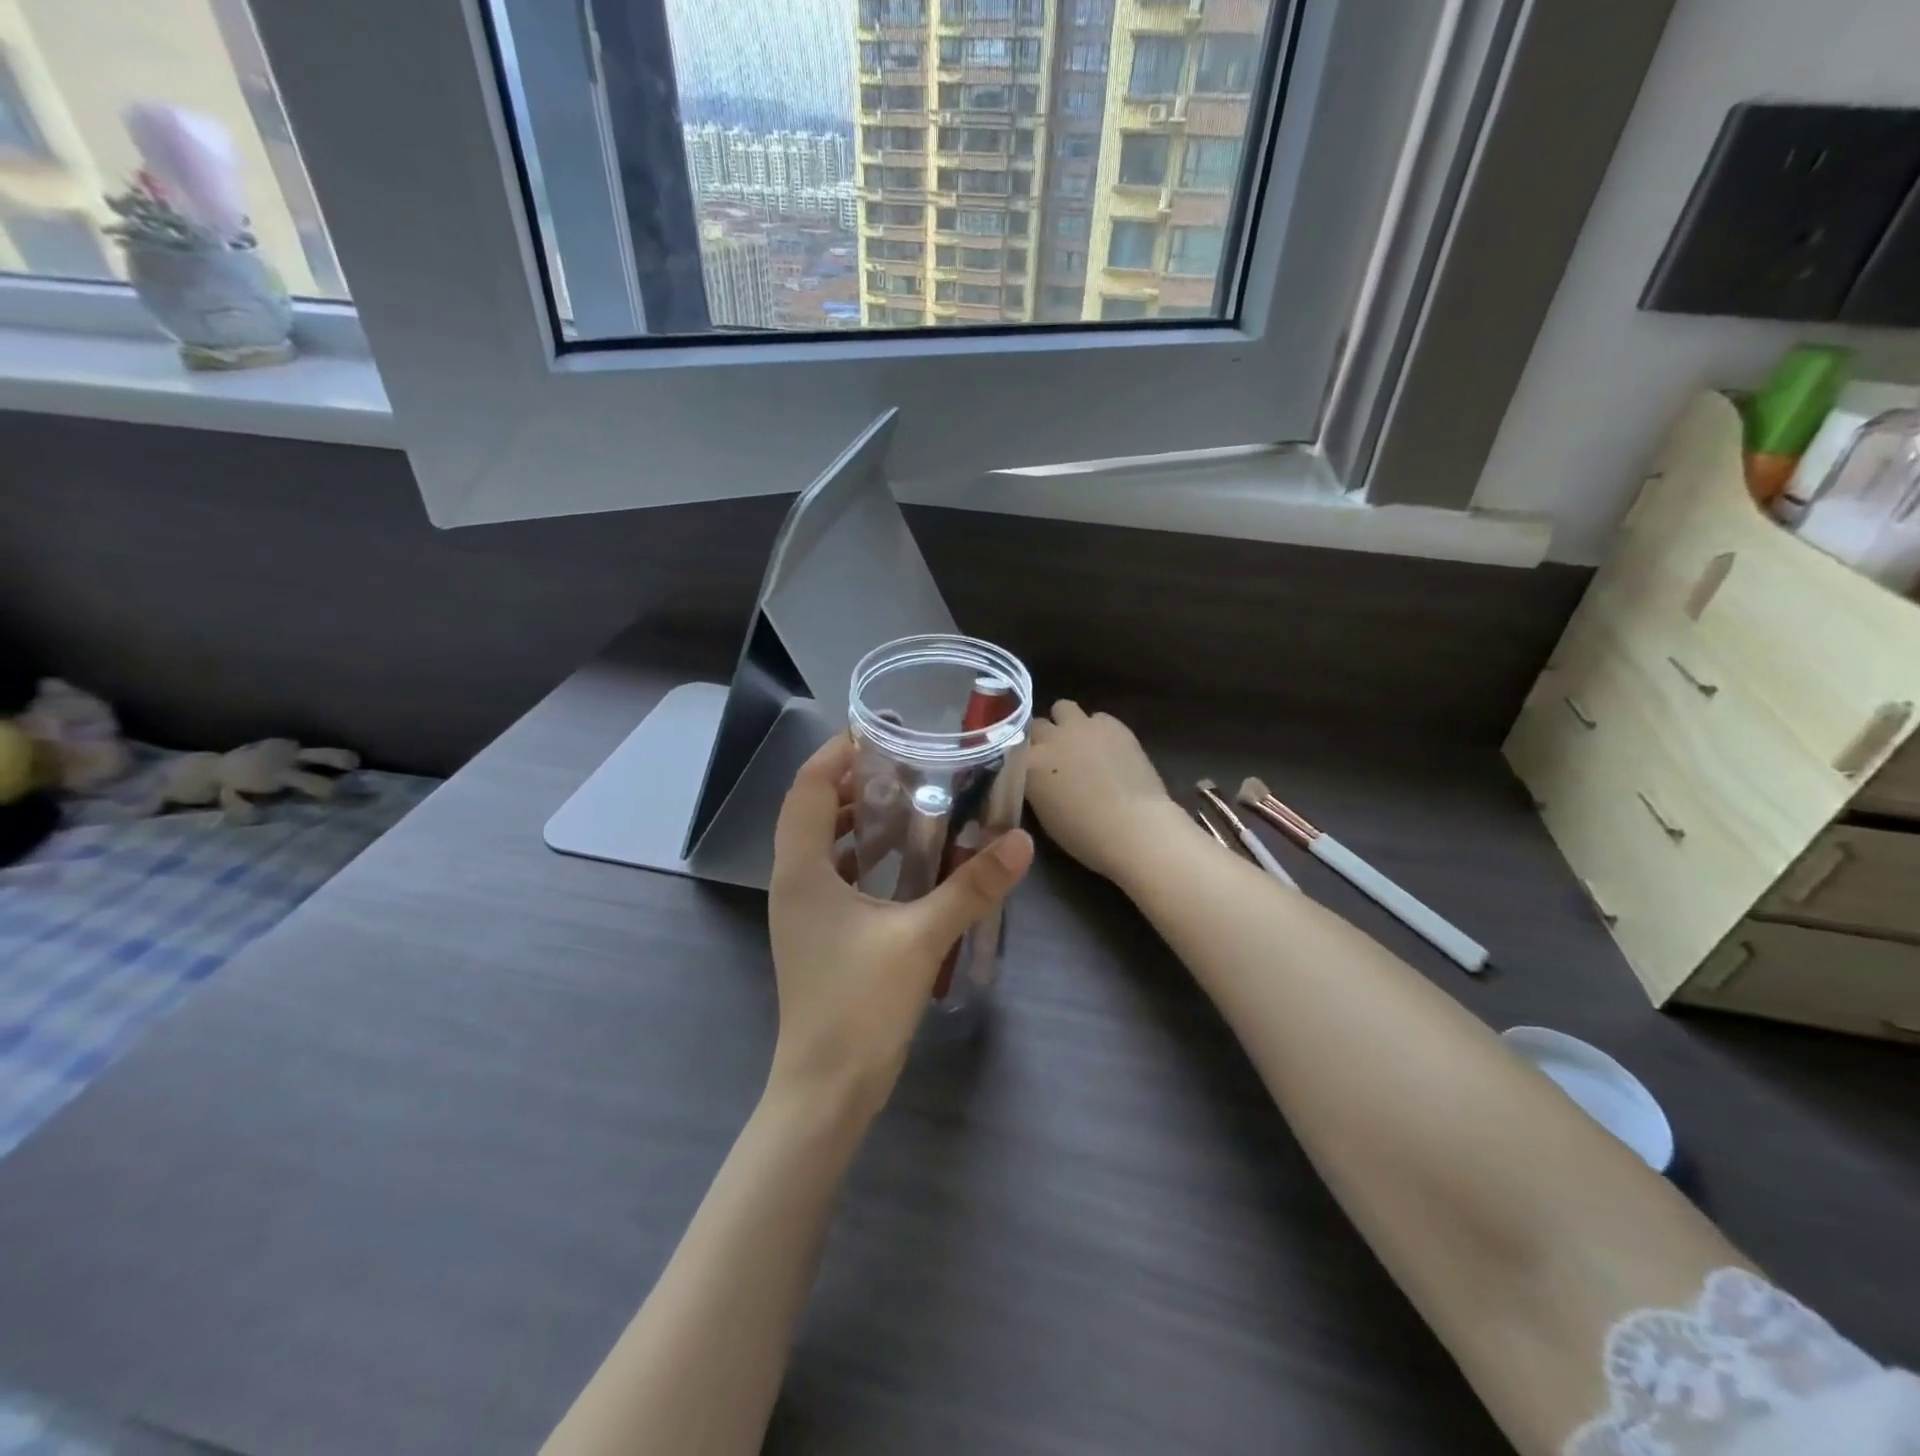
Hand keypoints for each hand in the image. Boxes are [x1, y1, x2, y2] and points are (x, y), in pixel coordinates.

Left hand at [767, 734, 1033, 1118]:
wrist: (826, 1091)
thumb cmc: (860, 1008)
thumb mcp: (921, 939)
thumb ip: (971, 888)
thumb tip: (1021, 843)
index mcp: (802, 870)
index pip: (809, 788)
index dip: (837, 752)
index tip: (878, 730)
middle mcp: (793, 881)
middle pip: (814, 810)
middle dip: (855, 781)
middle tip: (906, 762)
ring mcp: (802, 910)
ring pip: (824, 844)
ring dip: (860, 818)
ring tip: (910, 800)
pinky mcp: (819, 933)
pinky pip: (835, 874)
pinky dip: (864, 855)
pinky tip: (906, 860)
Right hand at [1027, 701, 1185, 885]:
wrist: (1134, 827)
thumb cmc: (1084, 834)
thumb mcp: (1044, 813)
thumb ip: (1036, 785)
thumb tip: (1040, 776)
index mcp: (1028, 763)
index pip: (1013, 747)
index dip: (1023, 757)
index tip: (1029, 767)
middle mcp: (1050, 737)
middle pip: (1036, 724)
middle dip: (1042, 737)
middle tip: (1054, 755)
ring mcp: (1082, 726)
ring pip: (1063, 708)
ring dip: (1066, 722)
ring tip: (1079, 743)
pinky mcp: (1113, 724)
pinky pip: (1097, 717)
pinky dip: (1098, 729)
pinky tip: (1108, 748)